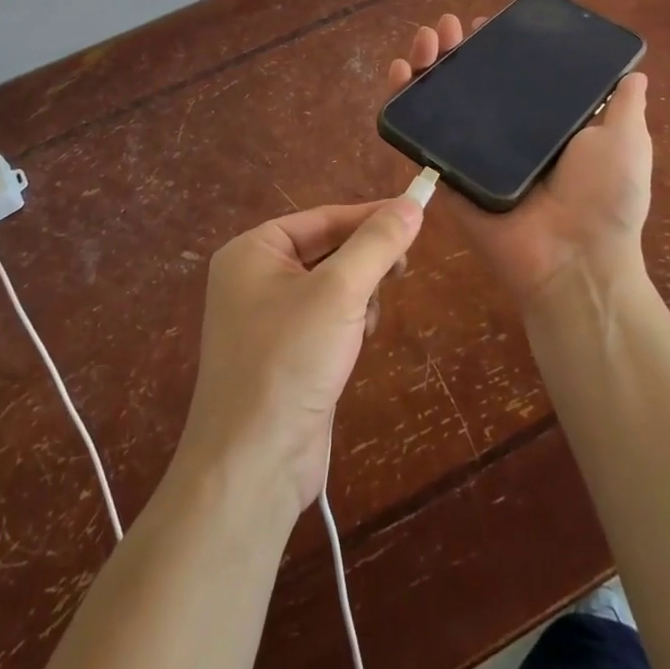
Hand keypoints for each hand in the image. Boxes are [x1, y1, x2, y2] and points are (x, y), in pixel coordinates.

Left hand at [173, 199, 422, 514]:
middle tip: (401, 271)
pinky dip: (348, 324)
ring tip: (368, 321)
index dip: (371, 216)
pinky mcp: (284, 355)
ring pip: (331, 286)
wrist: (253, 465)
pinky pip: (325, 318)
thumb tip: (413, 203)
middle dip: (364, 263)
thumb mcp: (340, 292)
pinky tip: (358, 344)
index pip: (323, 217)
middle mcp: (254, 278)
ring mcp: (266, 319)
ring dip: (359, 297)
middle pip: (327, 249)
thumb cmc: (290, 361)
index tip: (416, 215)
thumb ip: (377, 244)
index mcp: (253, 251)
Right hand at [387, 13, 652, 310]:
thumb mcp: (626, 141)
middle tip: (447, 26)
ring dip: (426, 62)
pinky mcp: (445, 172)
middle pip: (468, 80)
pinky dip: (401, 102)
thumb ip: (623, 106)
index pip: (510, 75)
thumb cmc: (605, 197)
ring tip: (424, 38)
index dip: (494, 47)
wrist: (574, 259)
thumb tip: (635, 73)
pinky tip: (399, 71)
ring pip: (439, 99)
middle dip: (454, 47)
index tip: (484, 22)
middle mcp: (503, 134)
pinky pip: (417, 135)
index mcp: (540, 123)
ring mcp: (471, 153)